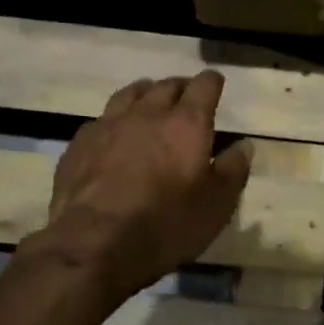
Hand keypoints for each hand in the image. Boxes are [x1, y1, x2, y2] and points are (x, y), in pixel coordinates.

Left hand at [35, 72, 252, 304]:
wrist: (94, 243)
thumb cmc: (166, 224)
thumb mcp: (216, 205)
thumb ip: (233, 170)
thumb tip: (244, 145)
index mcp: (186, 123)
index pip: (204, 86)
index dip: (212, 82)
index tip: (216, 84)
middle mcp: (148, 113)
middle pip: (166, 85)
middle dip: (180, 87)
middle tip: (186, 98)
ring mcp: (109, 125)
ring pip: (130, 94)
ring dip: (145, 95)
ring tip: (149, 104)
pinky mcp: (79, 143)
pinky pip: (101, 119)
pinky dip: (114, 121)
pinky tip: (113, 135)